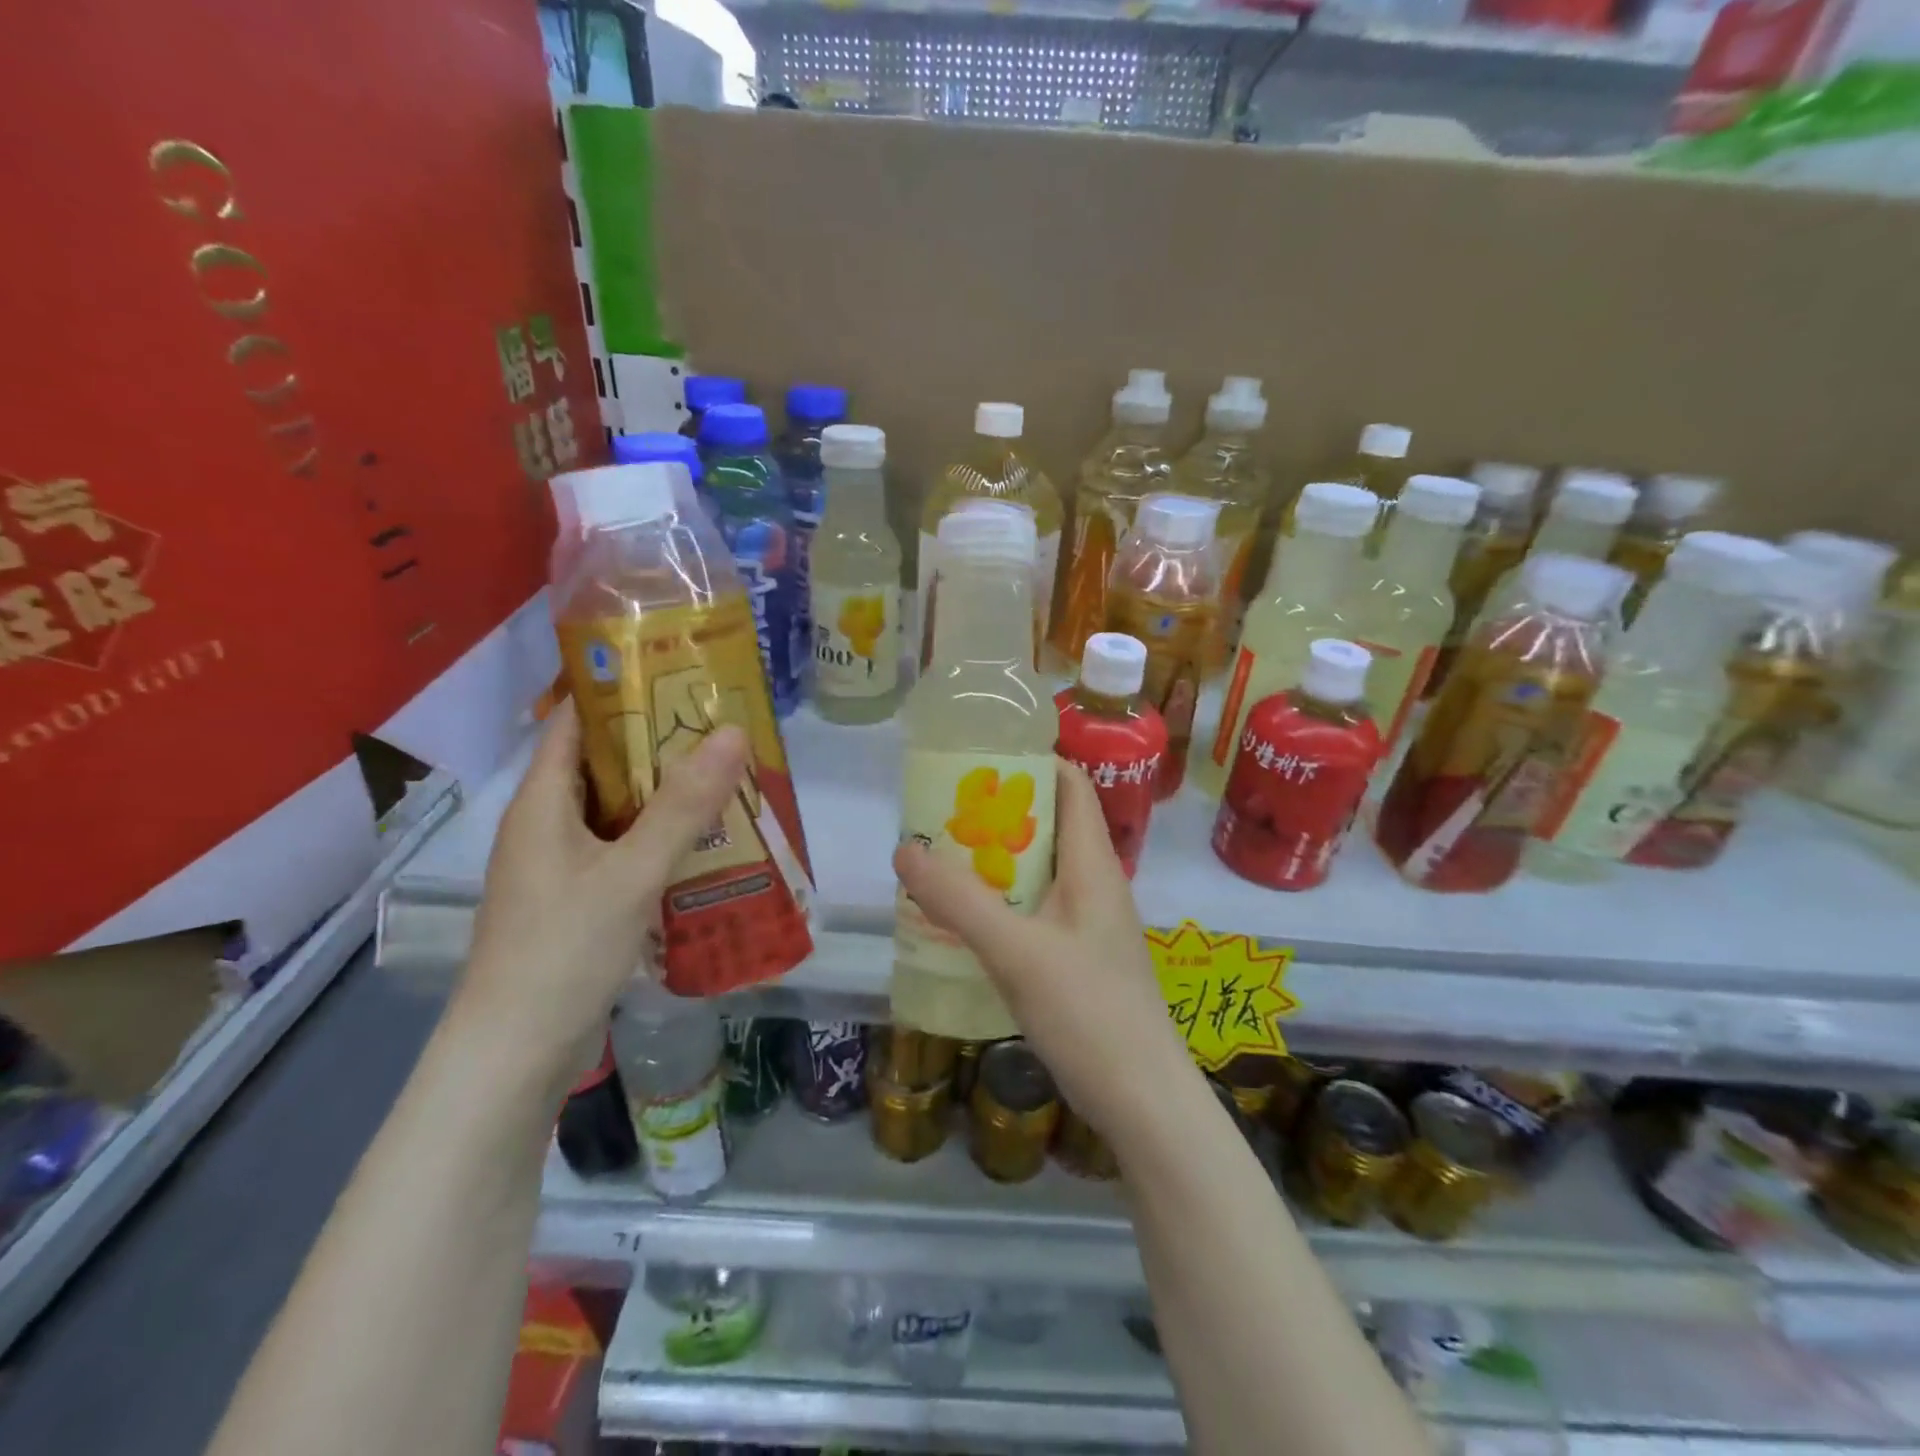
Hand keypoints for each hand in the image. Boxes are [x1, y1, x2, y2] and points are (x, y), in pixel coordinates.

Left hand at [459, 703, 748, 1081]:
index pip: (574, 722)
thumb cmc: (562, 951)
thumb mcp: (630, 872)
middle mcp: (546, 827)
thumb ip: (683, 805)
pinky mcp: (577, 904)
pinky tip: (705, 846)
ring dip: (665, 797)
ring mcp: (560, 869)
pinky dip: (660, 841)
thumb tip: (731, 731)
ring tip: (727, 779)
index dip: (619, 692)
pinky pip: (623, 853)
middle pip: (603, 766)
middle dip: (659, 745)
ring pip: (617, 813)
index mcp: (541, 804)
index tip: (679, 676)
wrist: (514, 1056)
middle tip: (723, 729)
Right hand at [892, 760, 1190, 1139]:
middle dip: (998, 812)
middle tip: (942, 812)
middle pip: (1048, 825)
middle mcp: (1094, 883)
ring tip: (941, 859)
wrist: (1142, 1100)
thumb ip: (959, 900)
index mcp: (1092, 864)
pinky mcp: (1078, 957)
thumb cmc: (1088, 1012)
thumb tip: (905, 849)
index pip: (1071, 785)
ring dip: (995, 860)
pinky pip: (1036, 909)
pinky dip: (1001, 901)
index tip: (977, 759)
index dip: (1032, 761)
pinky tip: (964, 920)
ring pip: (1039, 870)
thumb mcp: (1016, 951)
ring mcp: (1088, 923)